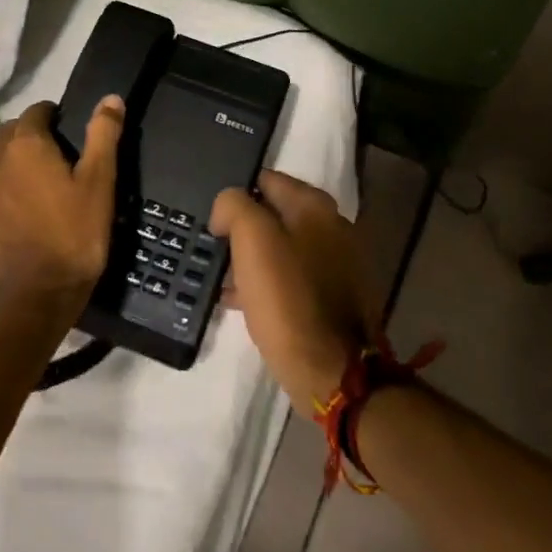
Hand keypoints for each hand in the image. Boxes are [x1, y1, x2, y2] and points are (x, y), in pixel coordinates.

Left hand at [0, 97, 124, 324]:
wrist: (30, 300)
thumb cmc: (72, 237)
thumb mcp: (99, 184)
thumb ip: (103, 136)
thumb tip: (110, 97)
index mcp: (25, 145)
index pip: (36, 111)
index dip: (54, 116)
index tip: (70, 131)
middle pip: (9, 132)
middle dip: (30, 135)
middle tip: (58, 157)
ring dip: (12, 161)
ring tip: (38, 184)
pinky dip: (0, 189)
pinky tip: (19, 211)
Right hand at [210, 171, 379, 411]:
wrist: (332, 370)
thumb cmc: (288, 299)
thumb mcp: (252, 240)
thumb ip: (235, 207)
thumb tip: (229, 207)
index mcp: (316, 206)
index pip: (266, 180)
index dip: (235, 196)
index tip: (213, 220)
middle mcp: (333, 227)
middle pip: (274, 215)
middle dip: (243, 229)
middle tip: (215, 249)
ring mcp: (338, 263)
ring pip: (282, 248)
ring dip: (252, 259)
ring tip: (221, 278)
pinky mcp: (335, 296)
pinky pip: (292, 278)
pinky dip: (268, 284)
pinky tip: (242, 301)